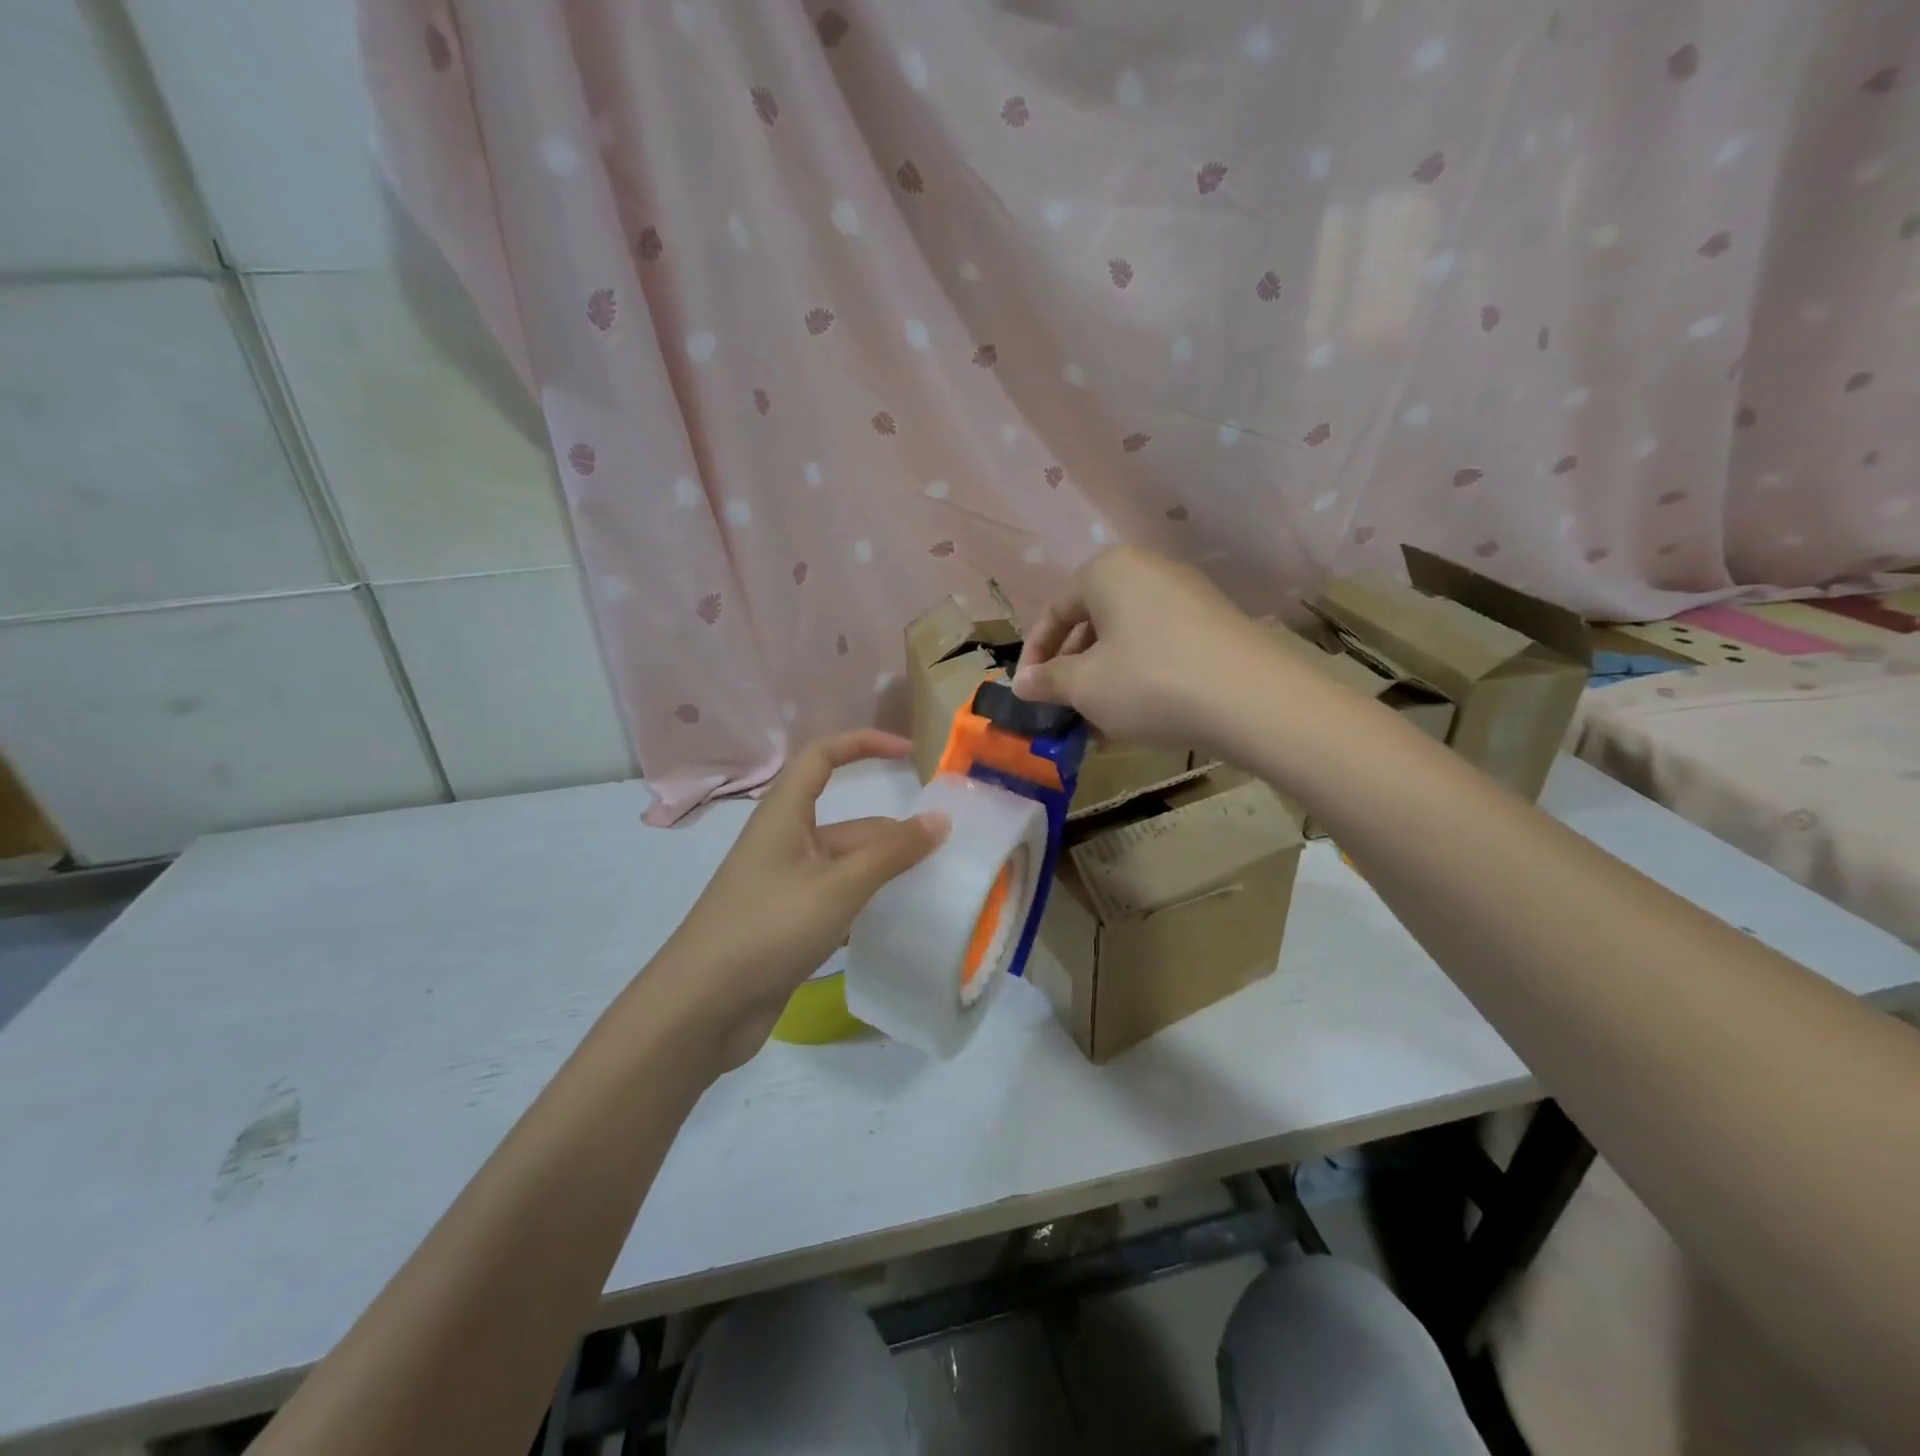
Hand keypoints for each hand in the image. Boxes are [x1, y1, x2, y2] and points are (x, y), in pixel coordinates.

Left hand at [652, 731, 947, 1070]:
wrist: (701, 1008)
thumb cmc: (767, 928)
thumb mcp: (837, 886)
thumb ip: (890, 853)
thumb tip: (939, 820)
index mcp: (784, 816)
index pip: (822, 756)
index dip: (864, 744)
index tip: (909, 753)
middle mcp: (785, 843)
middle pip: (849, 823)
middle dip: (894, 833)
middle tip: (947, 852)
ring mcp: (786, 886)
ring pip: (847, 865)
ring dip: (886, 872)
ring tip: (935, 886)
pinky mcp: (789, 924)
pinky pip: (838, 900)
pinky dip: (868, 904)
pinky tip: (900, 921)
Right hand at [1013, 546, 1283, 753]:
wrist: (1251, 699)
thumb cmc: (1149, 682)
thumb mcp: (1086, 686)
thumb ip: (1048, 681)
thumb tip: (1022, 684)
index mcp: (1108, 572)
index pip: (1055, 611)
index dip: (1034, 655)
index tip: (1027, 694)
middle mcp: (1147, 571)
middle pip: (1092, 622)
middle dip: (1071, 671)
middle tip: (1062, 710)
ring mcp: (1185, 597)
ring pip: (1125, 640)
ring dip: (1102, 681)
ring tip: (1096, 724)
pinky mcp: (1212, 625)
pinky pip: (1157, 648)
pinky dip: (1136, 678)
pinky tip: (1134, 719)